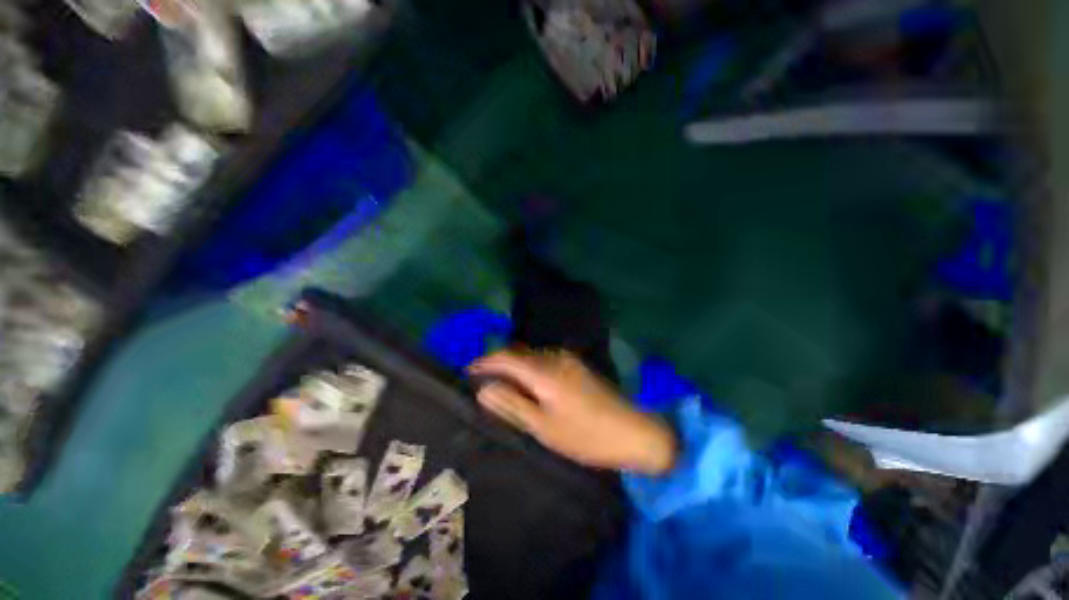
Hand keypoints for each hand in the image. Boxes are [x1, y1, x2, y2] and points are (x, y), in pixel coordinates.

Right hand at [469, 350, 676, 474]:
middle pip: (518, 352)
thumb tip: (483, 389)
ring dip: (514, 365)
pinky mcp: (576, 364)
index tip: (468, 372)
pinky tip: (528, 384)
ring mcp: (568, 358)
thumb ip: (512, 404)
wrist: (632, 430)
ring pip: (531, 355)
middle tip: (482, 381)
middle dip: (497, 363)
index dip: (484, 362)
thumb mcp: (543, 426)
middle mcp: (555, 357)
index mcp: (544, 371)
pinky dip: (530, 368)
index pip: (506, 357)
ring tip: (502, 384)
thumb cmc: (585, 435)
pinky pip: (544, 360)